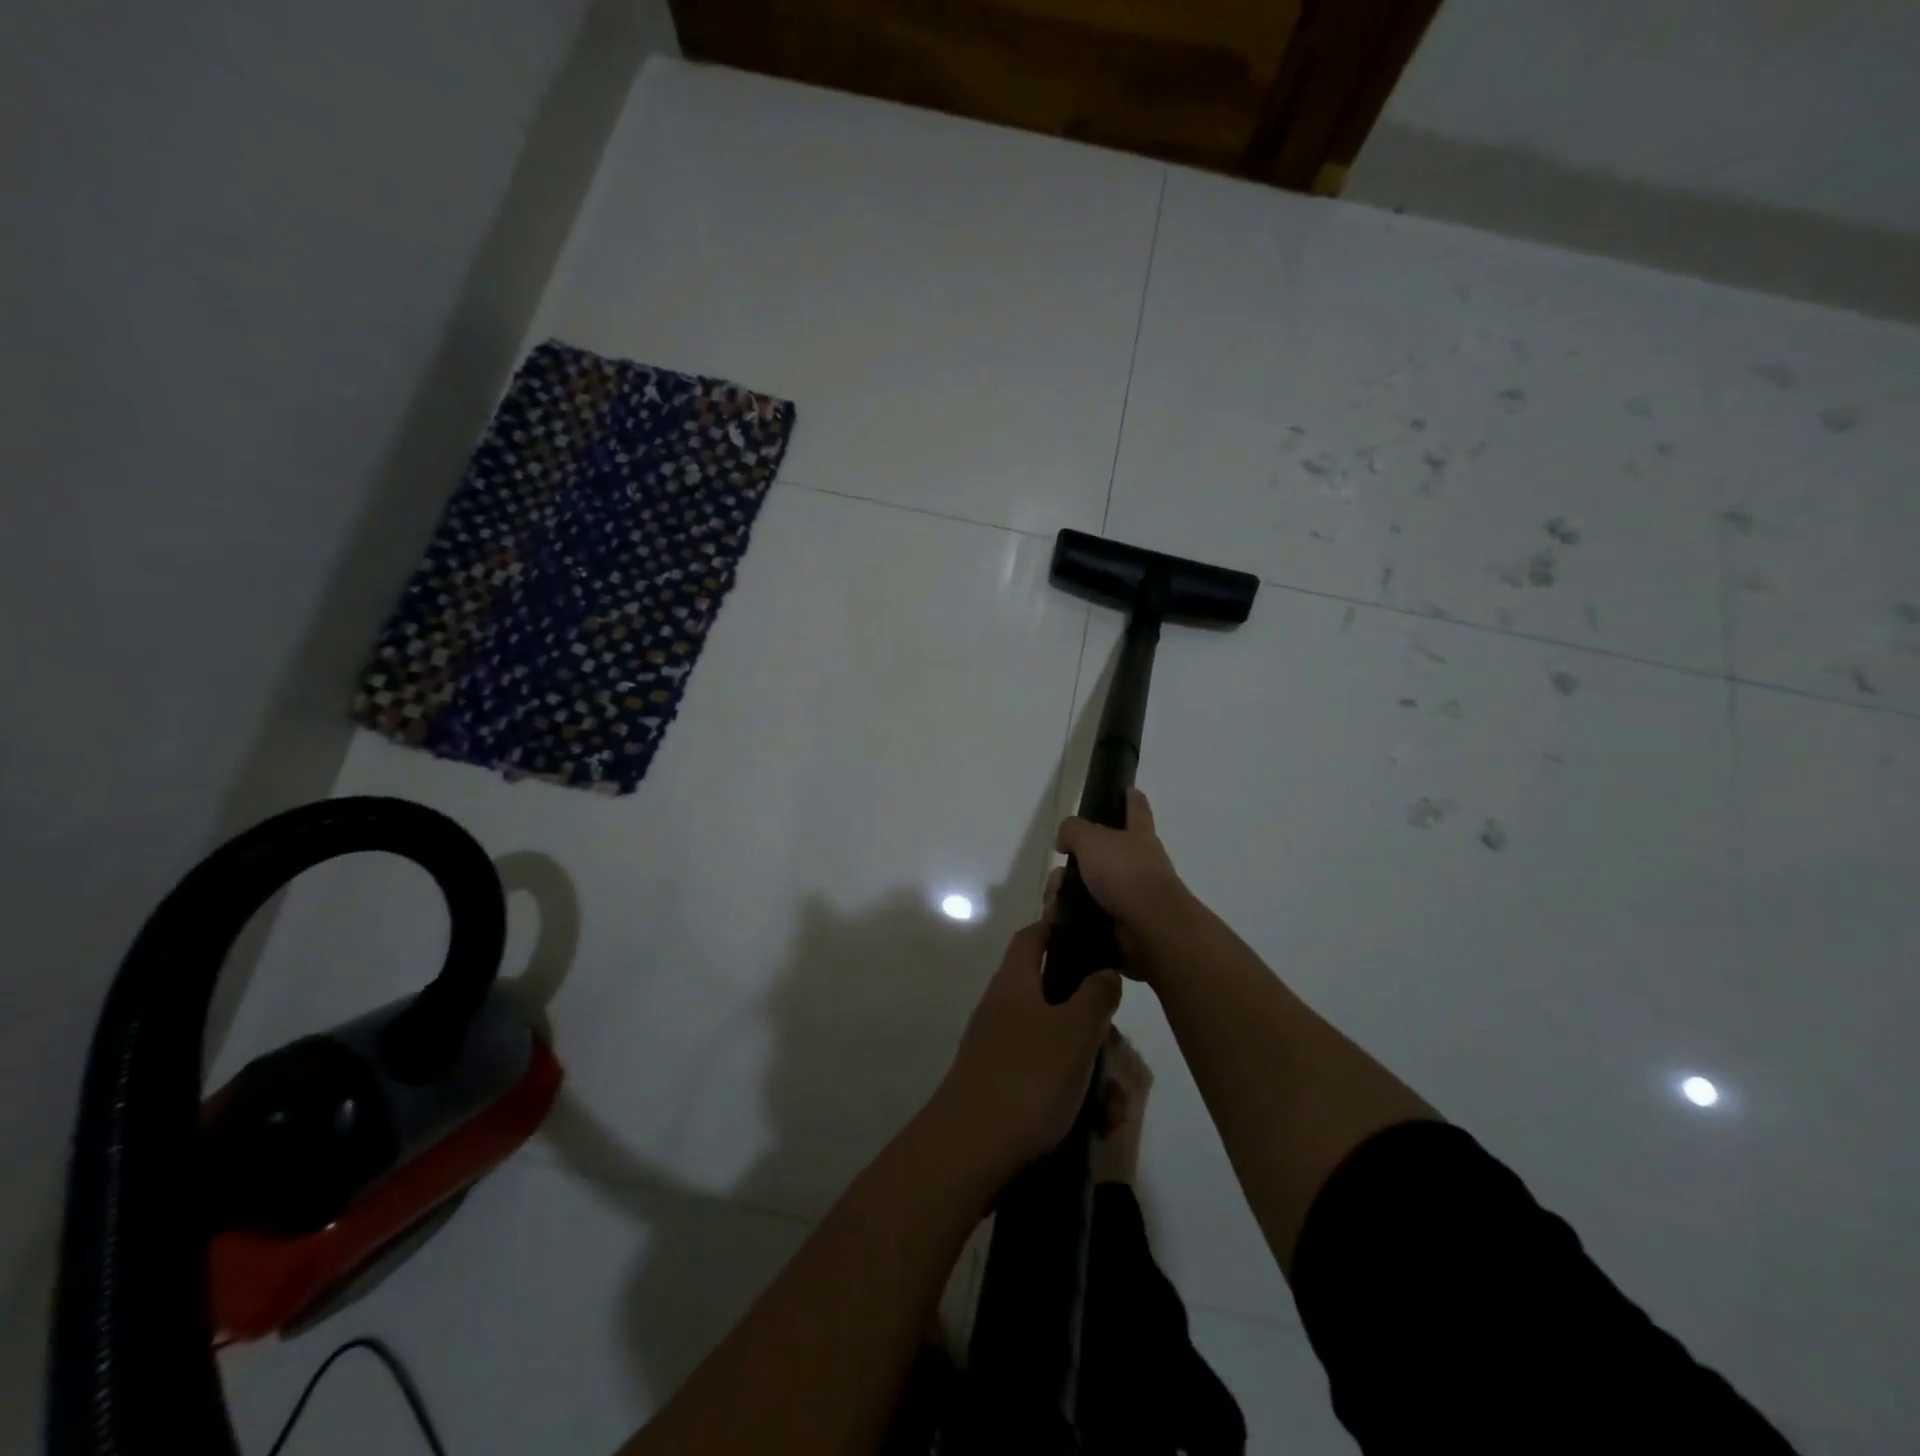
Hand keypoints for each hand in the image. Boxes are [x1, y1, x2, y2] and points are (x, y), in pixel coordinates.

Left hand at [934, 920, 1120, 1176]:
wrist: (970, 1151)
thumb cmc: (1027, 1077)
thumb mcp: (1075, 1031)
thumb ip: (1096, 995)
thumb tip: (1104, 971)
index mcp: (1016, 982)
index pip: (1035, 937)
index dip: (1062, 930)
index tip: (1096, 941)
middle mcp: (1005, 1009)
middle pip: (1057, 997)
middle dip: (1096, 1026)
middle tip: (1119, 1053)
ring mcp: (1002, 1049)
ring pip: (1059, 1044)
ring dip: (1093, 1071)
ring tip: (1116, 1109)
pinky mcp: (1004, 1087)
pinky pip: (1048, 1078)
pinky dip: (1075, 1095)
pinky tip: (1099, 1125)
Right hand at [1053, 788, 1195, 975]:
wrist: (1150, 928)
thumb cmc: (1125, 873)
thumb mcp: (1091, 839)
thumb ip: (1073, 830)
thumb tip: (1065, 841)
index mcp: (1137, 836)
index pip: (1136, 809)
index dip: (1131, 798)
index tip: (1128, 789)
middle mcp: (1137, 863)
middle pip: (1097, 856)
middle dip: (1070, 867)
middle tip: (1058, 878)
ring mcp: (1130, 895)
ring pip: (1086, 888)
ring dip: (1064, 896)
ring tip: (1054, 906)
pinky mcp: (1120, 924)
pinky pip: (1086, 916)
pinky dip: (1069, 919)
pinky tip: (1058, 922)